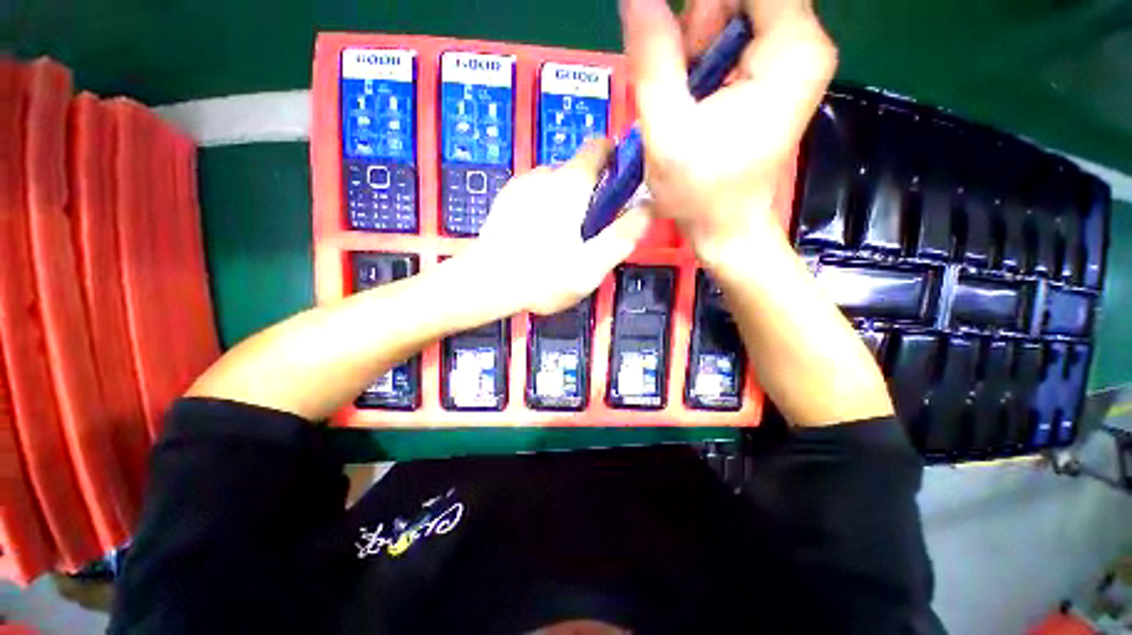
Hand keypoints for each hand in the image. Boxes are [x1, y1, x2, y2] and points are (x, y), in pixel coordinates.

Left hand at [461, 140, 650, 315]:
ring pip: (555, 185)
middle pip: (578, 171)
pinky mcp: (505, 199)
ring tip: (561, 242)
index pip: (599, 147)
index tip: (621, 186)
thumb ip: (623, 235)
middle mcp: (545, 174)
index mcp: (571, 184)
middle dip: (590, 194)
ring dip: (566, 204)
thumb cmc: (543, 276)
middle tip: (589, 232)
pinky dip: (544, 209)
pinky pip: (535, 195)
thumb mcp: (592, 265)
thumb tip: (647, 208)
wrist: (485, 283)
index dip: (615, 159)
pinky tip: (537, 239)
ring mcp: (521, 185)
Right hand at [621, 0, 836, 264]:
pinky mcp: (776, 75)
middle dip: (699, 25)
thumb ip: (654, 59)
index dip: (702, 6)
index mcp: (791, 49)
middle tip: (681, 79)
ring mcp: (792, 59)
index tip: (675, 43)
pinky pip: (735, 38)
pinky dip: (706, 58)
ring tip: (687, 96)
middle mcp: (803, 43)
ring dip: (698, 45)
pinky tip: (696, 96)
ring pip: (734, 13)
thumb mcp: (668, 132)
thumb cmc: (700, 194)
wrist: (726, 229)